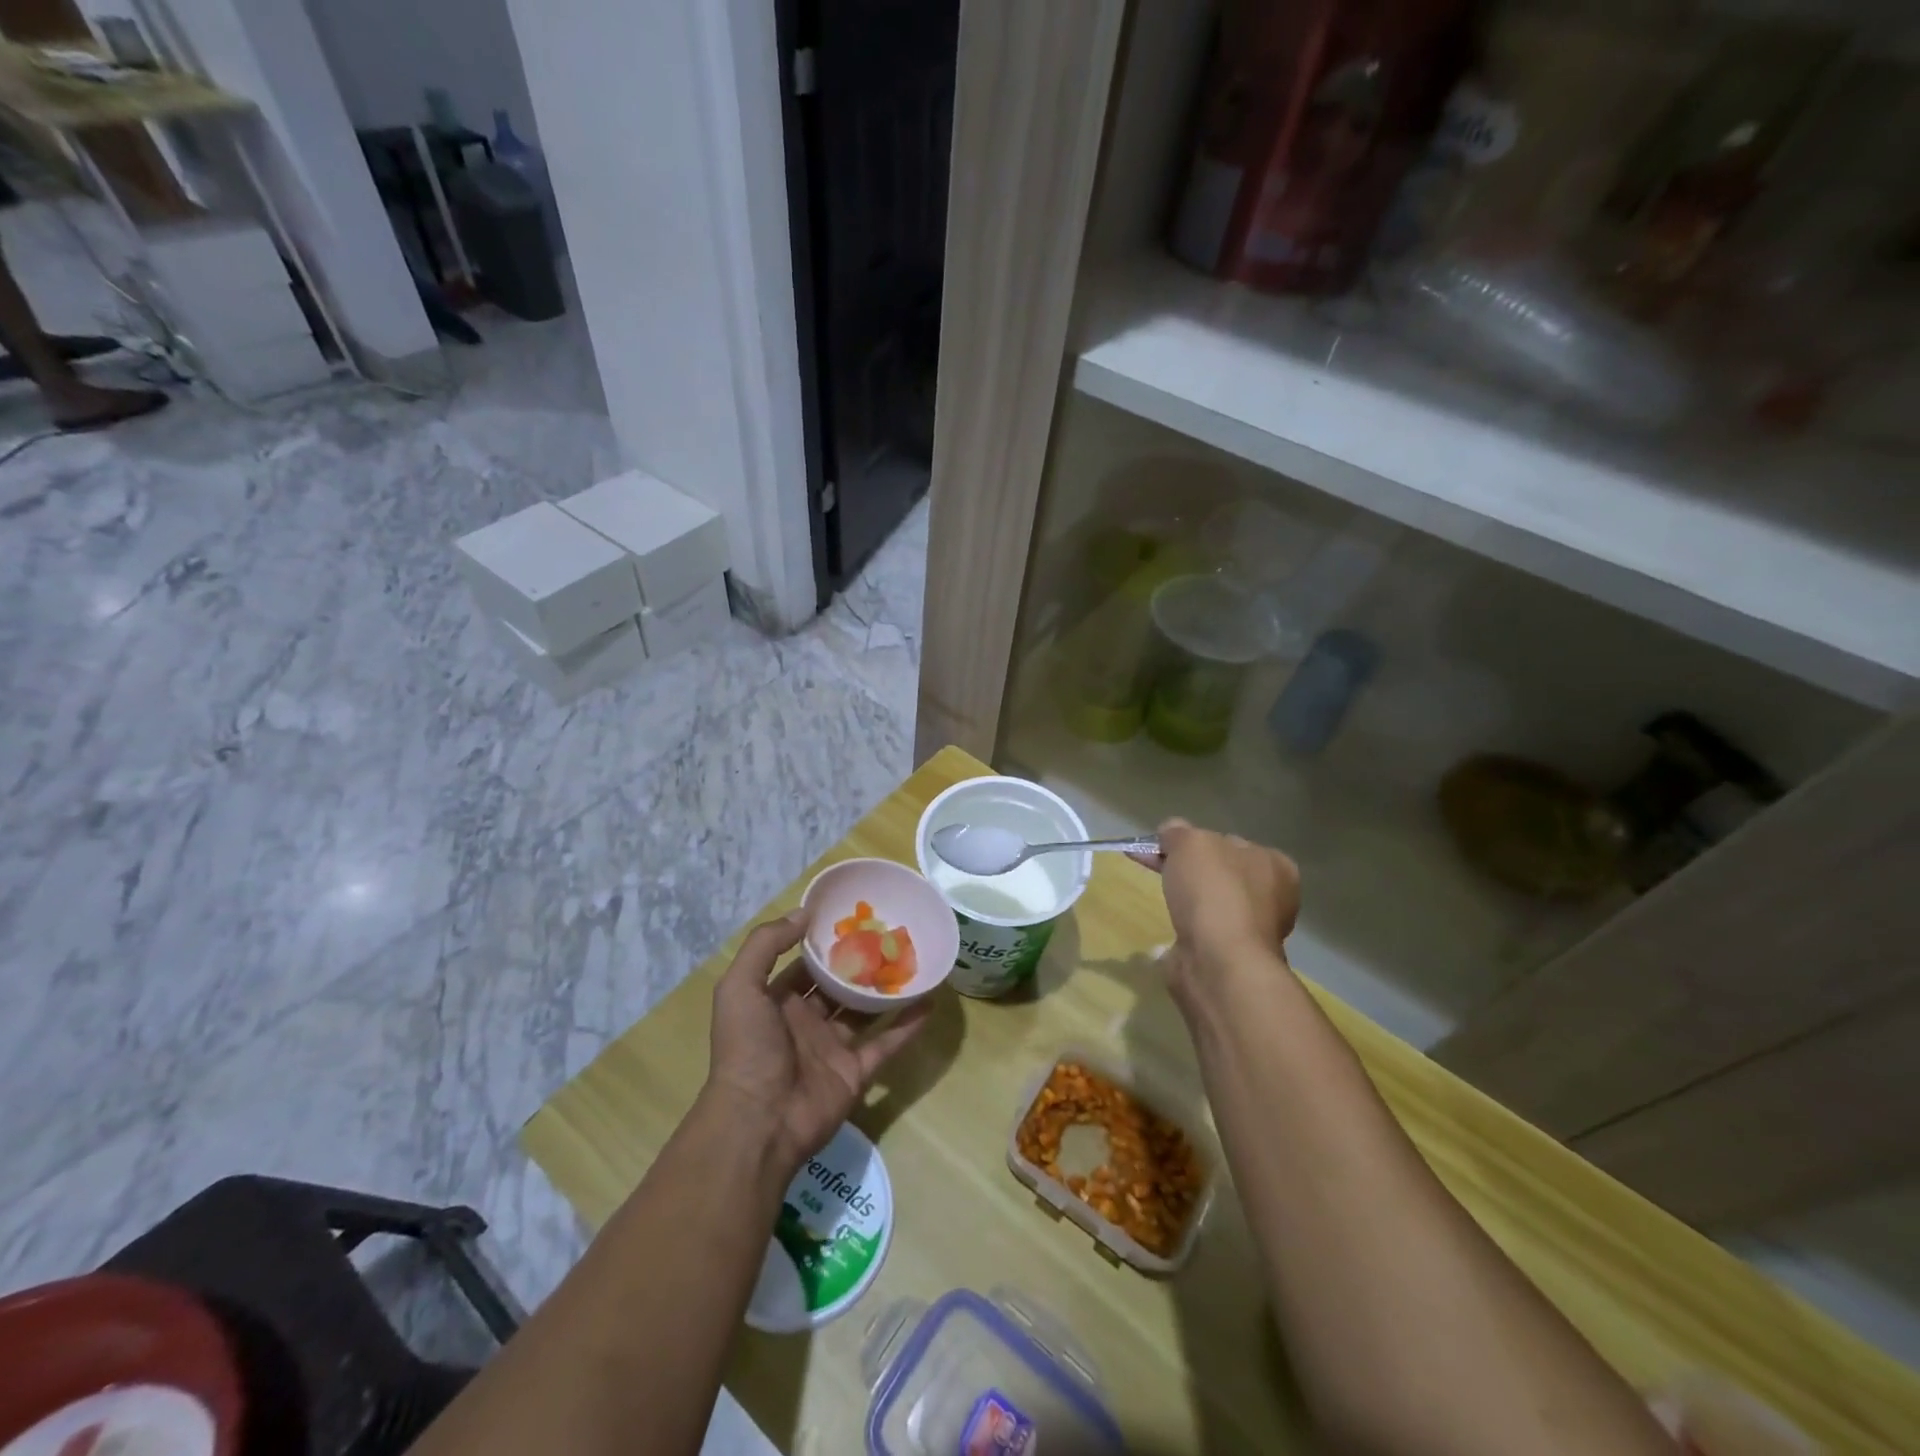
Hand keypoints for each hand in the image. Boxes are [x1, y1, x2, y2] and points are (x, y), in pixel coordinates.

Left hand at [703, 912, 930, 1175]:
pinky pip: (887, 1043)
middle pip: (837, 985)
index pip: (804, 965)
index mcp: (777, 1001)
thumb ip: (766, 945)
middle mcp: (805, 1021)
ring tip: (913, 959)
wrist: (760, 1122)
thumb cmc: (748, 1048)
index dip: (824, 942)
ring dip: (885, 989)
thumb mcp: (740, 987)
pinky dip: (907, 1024)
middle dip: (859, 962)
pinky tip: (930, 1000)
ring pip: (864, 1011)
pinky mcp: (856, 1072)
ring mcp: (832, 1048)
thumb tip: (804, 913)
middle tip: (890, 933)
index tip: (853, 916)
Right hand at [1132, 818, 1300, 1010]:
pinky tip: (1171, 926)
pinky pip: (1204, 930)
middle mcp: (1272, 896)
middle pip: (1220, 872)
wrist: (1218, 962)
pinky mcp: (1233, 956)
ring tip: (1162, 898)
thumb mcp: (1189, 843)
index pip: (1229, 841)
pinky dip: (1187, 927)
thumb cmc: (1213, 892)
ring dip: (1189, 900)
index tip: (1164, 846)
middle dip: (1188, 869)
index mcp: (1274, 864)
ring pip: (1212, 902)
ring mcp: (1254, 930)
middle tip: (1154, 866)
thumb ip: (1178, 832)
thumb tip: (1169, 833)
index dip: (1195, 840)